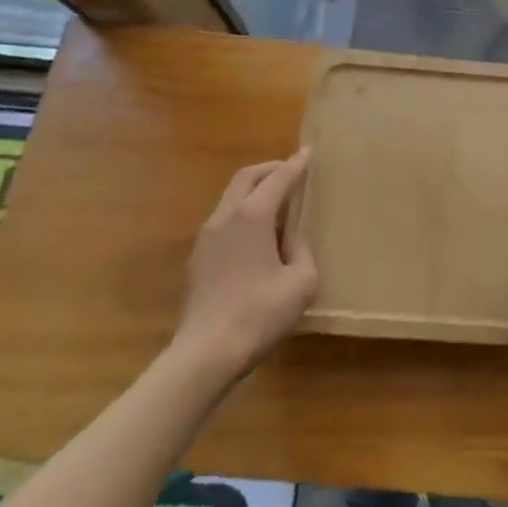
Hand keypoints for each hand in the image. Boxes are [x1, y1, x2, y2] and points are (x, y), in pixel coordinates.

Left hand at [173, 151, 317, 381]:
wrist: (204, 354)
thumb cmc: (258, 315)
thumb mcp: (301, 283)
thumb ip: (302, 251)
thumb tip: (291, 241)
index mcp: (252, 216)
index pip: (278, 179)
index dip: (296, 165)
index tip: (309, 152)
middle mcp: (226, 217)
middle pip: (247, 177)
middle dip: (270, 168)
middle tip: (290, 170)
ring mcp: (206, 237)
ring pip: (231, 197)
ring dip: (254, 190)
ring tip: (275, 201)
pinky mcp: (198, 258)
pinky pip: (223, 219)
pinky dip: (242, 211)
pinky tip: (255, 233)